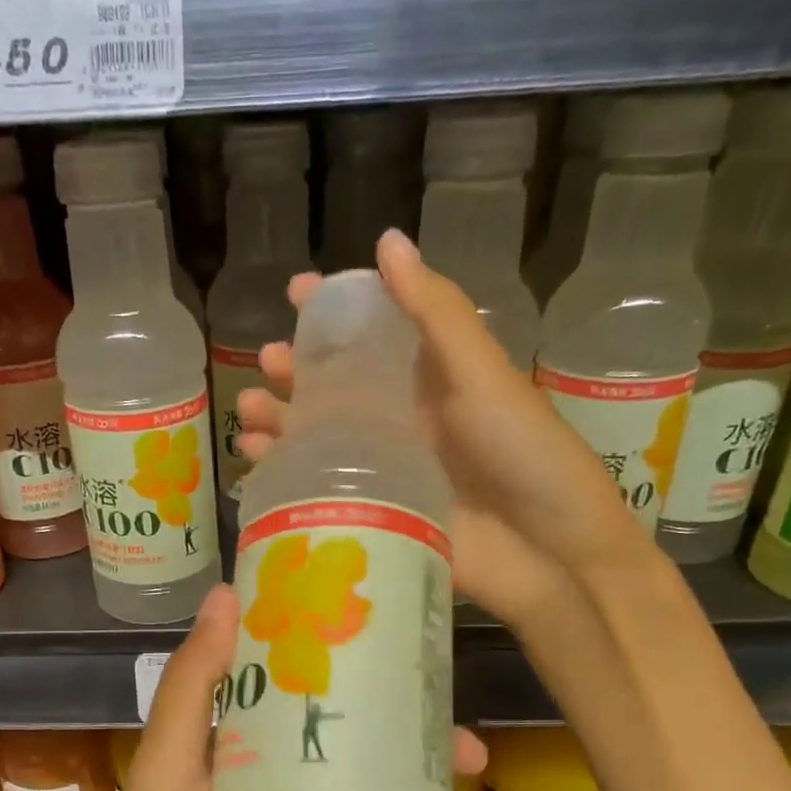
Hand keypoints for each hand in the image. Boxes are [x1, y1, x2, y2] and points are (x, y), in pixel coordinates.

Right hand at [238, 230, 654, 629]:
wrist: (545, 550)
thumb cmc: (521, 451)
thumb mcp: (480, 373)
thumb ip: (435, 313)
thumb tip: (386, 240)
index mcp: (429, 380)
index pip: (372, 335)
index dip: (334, 312)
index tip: (296, 292)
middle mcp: (400, 420)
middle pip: (334, 388)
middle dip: (295, 371)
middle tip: (265, 361)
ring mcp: (383, 469)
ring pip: (318, 437)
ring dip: (279, 420)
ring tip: (246, 412)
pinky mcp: (372, 512)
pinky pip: (319, 487)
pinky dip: (284, 472)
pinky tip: (256, 462)